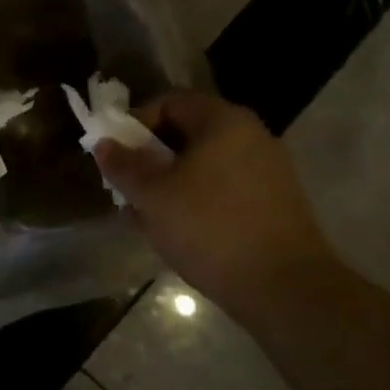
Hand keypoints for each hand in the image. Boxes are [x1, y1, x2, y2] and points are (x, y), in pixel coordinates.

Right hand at [93, 90, 332, 307]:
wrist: (285, 287)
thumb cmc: (210, 228)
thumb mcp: (153, 196)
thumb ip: (123, 166)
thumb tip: (103, 144)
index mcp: (222, 120)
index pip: (168, 102)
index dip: (134, 124)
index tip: (116, 156)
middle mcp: (250, 135)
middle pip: (186, 133)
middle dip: (149, 159)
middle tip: (127, 189)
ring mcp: (267, 169)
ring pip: (203, 164)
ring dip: (169, 183)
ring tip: (147, 216)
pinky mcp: (274, 202)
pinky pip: (223, 187)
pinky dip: (196, 200)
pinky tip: (179, 231)